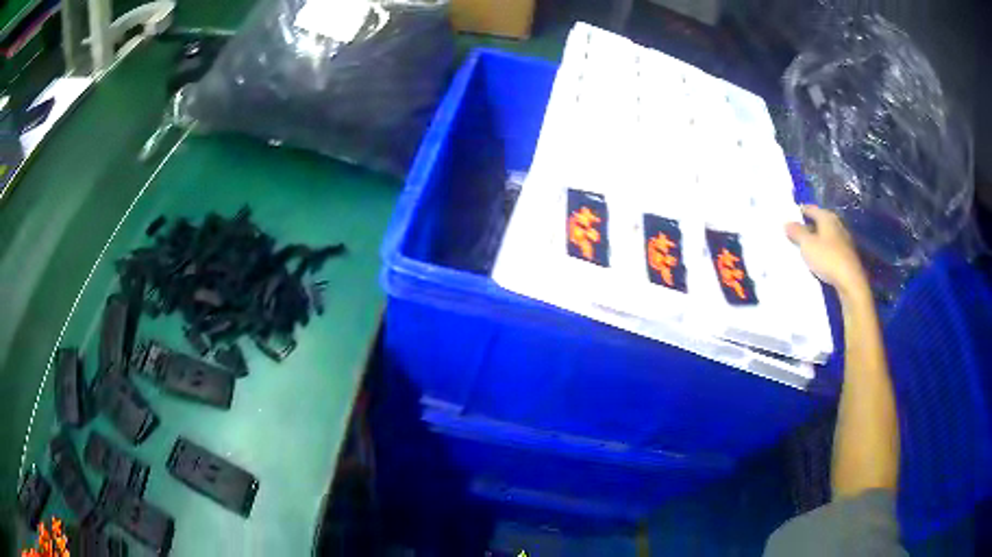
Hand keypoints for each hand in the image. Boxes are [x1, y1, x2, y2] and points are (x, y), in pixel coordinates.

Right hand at [785, 205, 868, 299]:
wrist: (850, 281)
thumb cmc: (827, 258)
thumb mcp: (807, 244)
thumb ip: (797, 233)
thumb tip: (787, 223)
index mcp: (827, 217)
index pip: (811, 209)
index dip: (800, 211)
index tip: (790, 216)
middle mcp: (837, 224)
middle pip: (820, 221)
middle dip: (808, 226)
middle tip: (796, 233)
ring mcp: (844, 240)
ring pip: (826, 235)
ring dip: (817, 239)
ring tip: (806, 246)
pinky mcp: (847, 255)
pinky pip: (831, 247)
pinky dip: (824, 249)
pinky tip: (818, 258)